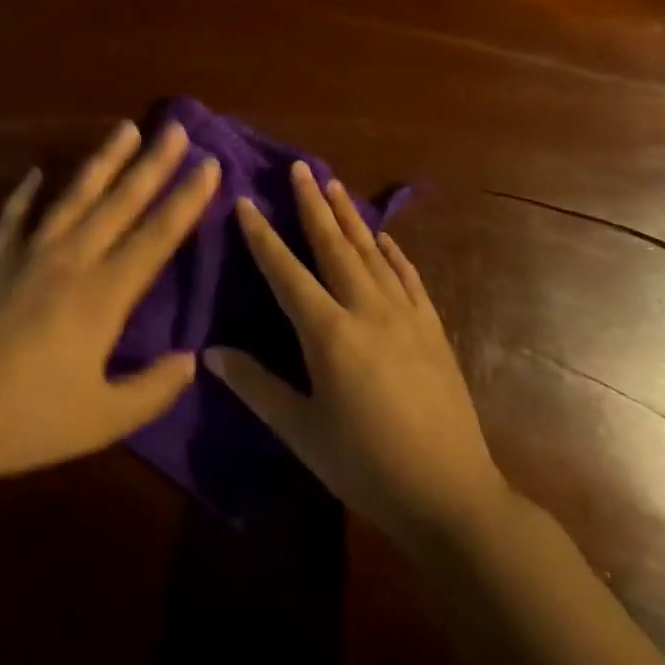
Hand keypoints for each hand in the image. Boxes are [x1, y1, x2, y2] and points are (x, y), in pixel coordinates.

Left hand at [0, 120, 219, 488]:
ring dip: (103, 160)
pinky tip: (36, 172)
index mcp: (102, 296)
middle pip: (120, 202)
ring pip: (74, 196)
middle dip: (153, 163)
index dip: (186, 199)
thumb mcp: (100, 421)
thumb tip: (191, 359)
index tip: (209, 163)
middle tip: (177, 126)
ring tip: (125, 128)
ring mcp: (27, 254)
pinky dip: (25, 193)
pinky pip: (13, 216)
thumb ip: (152, 389)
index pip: (155, 236)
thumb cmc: (26, 421)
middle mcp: (70, 261)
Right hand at [206, 161, 503, 546]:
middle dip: (312, 204)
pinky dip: (394, 252)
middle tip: (299, 167)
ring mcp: (405, 316)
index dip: (262, 236)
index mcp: (329, 334)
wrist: (453, 496)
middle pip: (333, 246)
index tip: (245, 201)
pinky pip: (409, 277)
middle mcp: (367, 310)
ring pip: (371, 252)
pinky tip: (385, 237)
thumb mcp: (302, 432)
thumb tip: (211, 352)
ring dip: (350, 217)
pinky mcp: (433, 328)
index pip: (286, 272)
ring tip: (334, 185)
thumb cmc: (367, 466)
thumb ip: (256, 386)